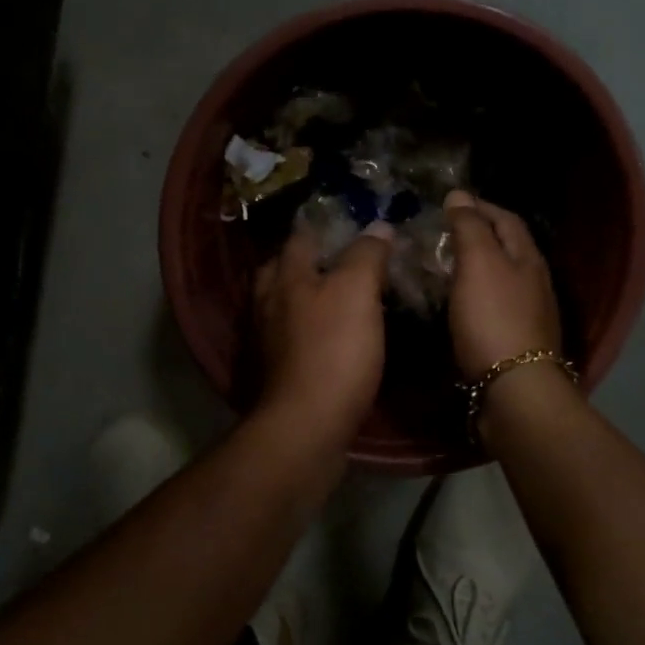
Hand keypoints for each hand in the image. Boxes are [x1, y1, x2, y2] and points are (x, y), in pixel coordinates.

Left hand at [254, 221, 394, 443]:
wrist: (306, 425)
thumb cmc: (333, 351)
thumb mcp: (356, 291)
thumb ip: (365, 255)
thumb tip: (377, 225)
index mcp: (286, 276)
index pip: (300, 235)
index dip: (324, 223)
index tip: (352, 219)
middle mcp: (267, 302)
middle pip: (283, 269)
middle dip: (307, 259)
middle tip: (342, 257)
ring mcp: (267, 339)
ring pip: (284, 304)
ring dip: (306, 295)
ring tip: (339, 295)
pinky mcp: (276, 370)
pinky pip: (291, 336)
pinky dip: (308, 329)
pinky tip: (331, 335)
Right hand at [443, 190, 562, 379]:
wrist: (514, 390)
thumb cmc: (494, 319)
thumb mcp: (478, 264)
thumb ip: (469, 227)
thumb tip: (459, 195)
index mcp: (527, 258)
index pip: (506, 219)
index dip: (479, 207)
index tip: (449, 204)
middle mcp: (534, 282)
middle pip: (507, 248)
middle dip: (477, 236)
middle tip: (441, 235)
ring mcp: (528, 314)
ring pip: (500, 279)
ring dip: (474, 268)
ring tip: (442, 268)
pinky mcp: (515, 342)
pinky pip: (493, 307)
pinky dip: (474, 297)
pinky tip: (457, 306)